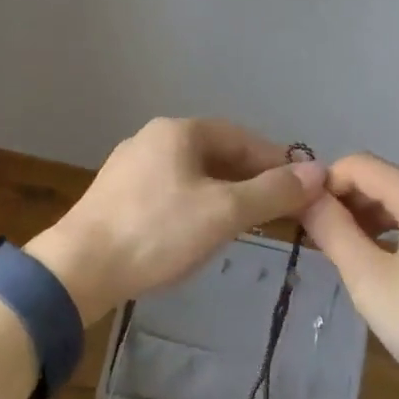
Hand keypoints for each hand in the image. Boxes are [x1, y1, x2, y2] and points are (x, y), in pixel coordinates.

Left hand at [28, 118, 325, 325]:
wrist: (79, 267)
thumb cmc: (157, 233)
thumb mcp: (224, 213)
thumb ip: (272, 192)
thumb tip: (319, 172)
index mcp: (178, 131)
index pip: (242, 137)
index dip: (276, 161)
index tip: (302, 189)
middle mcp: (153, 137)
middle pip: (217, 152)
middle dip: (251, 179)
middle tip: (280, 210)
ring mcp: (131, 165)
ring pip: (193, 172)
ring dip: (225, 193)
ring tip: (248, 223)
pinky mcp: (117, 193)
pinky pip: (171, 189)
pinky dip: (197, 203)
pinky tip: (202, 230)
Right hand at [301, 152, 398, 398]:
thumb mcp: (372, 283)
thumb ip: (334, 233)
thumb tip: (306, 197)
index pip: (359, 164)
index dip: (325, 185)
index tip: (306, 221)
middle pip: (385, 181)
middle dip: (347, 203)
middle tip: (323, 243)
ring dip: (372, 221)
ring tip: (351, 260)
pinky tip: (392, 273)